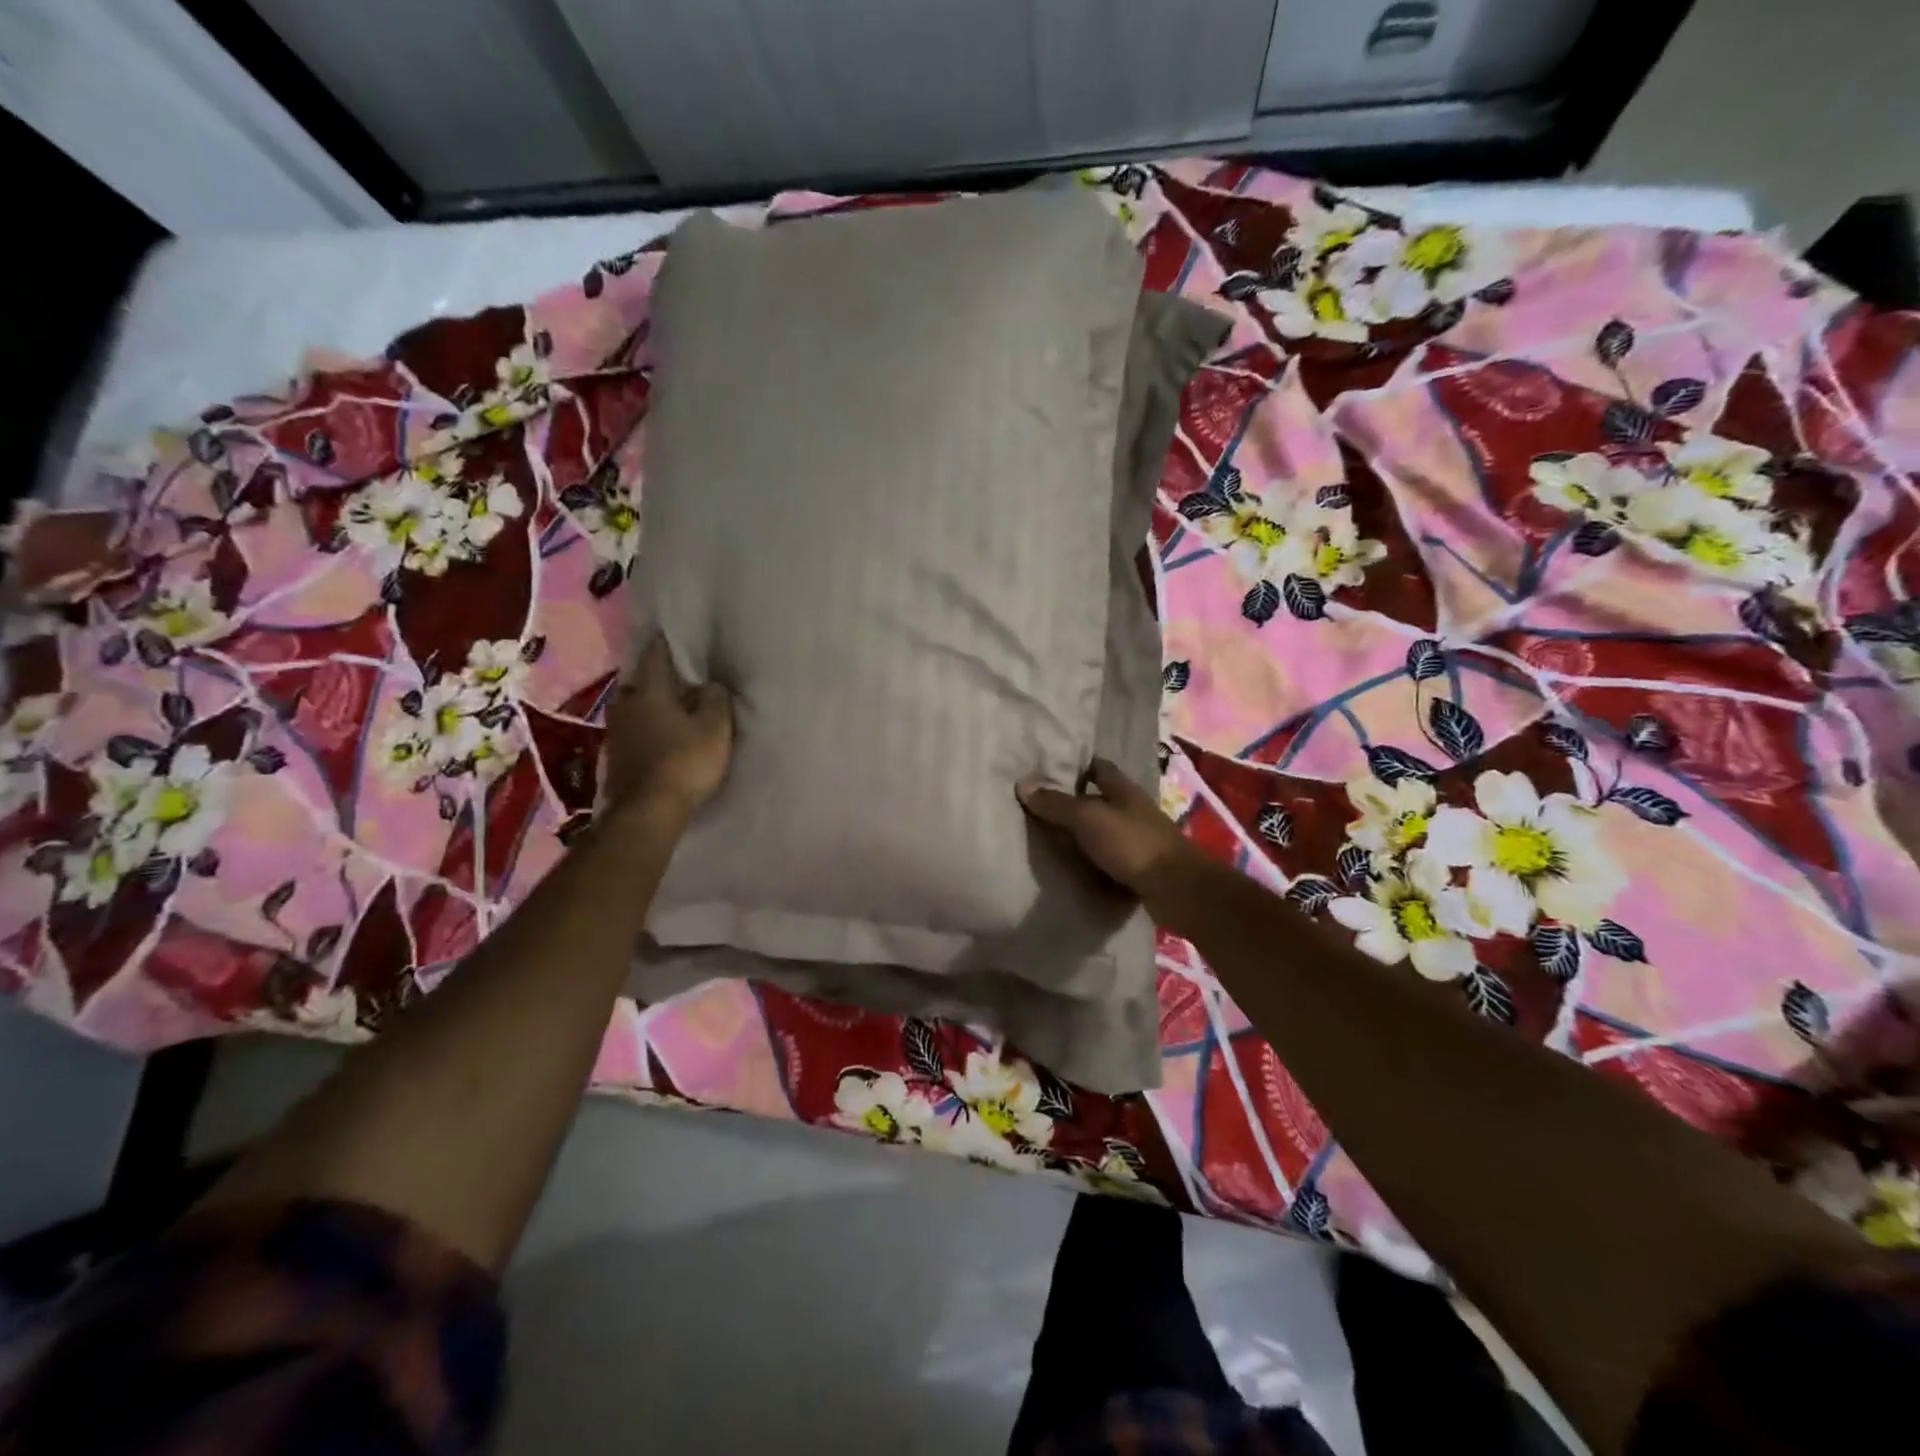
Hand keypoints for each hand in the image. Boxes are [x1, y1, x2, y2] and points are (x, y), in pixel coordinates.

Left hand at [605, 635, 733, 818]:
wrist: (648, 811)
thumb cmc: (685, 762)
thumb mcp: (716, 728)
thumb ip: (716, 700)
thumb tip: (712, 684)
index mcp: (650, 691)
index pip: (655, 655)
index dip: (667, 643)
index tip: (677, 635)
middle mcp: (626, 704)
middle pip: (641, 682)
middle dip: (658, 679)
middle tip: (679, 680)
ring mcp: (616, 732)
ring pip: (634, 707)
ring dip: (649, 706)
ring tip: (670, 709)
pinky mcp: (615, 756)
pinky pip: (632, 731)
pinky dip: (645, 729)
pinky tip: (659, 736)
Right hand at [1016, 757, 1192, 897]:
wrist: (1176, 890)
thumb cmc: (1132, 844)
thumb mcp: (1088, 818)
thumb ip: (1056, 803)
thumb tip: (1023, 783)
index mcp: (1123, 790)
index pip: (1098, 767)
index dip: (1075, 766)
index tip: (1046, 770)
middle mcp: (1132, 810)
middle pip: (1098, 800)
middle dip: (1073, 802)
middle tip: (1037, 807)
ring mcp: (1138, 840)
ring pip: (1103, 831)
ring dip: (1081, 835)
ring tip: (1045, 839)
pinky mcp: (1138, 868)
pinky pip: (1108, 860)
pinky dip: (1091, 862)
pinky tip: (1069, 868)